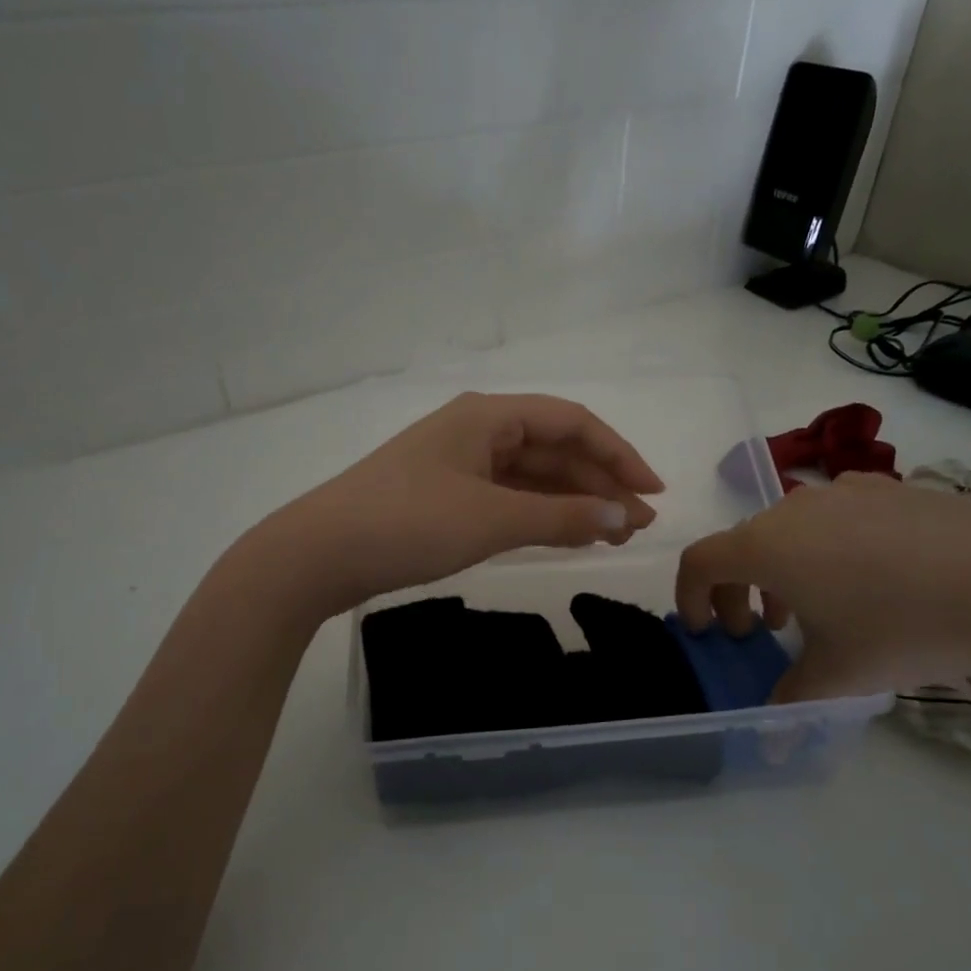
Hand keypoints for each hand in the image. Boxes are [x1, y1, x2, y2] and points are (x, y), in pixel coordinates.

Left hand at [260, 393, 664, 617]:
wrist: (317, 554)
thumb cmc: (408, 523)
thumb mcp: (492, 520)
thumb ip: (561, 516)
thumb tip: (621, 517)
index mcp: (488, 416)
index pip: (571, 422)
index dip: (618, 454)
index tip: (652, 493)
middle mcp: (476, 430)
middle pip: (553, 448)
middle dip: (599, 484)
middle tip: (638, 526)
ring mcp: (457, 463)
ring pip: (531, 475)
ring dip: (573, 501)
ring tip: (612, 535)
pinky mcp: (443, 495)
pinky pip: (507, 496)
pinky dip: (539, 513)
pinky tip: (565, 533)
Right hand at [675, 473, 970, 700]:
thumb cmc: (902, 629)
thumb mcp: (839, 675)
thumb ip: (791, 701)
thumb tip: (771, 743)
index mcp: (767, 545)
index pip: (700, 560)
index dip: (690, 596)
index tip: (707, 631)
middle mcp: (795, 507)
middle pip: (744, 544)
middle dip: (740, 590)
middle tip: (764, 632)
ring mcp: (847, 491)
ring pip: (790, 528)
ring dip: (783, 568)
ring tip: (817, 607)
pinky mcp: (892, 489)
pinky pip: (837, 516)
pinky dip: (828, 548)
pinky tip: (872, 579)